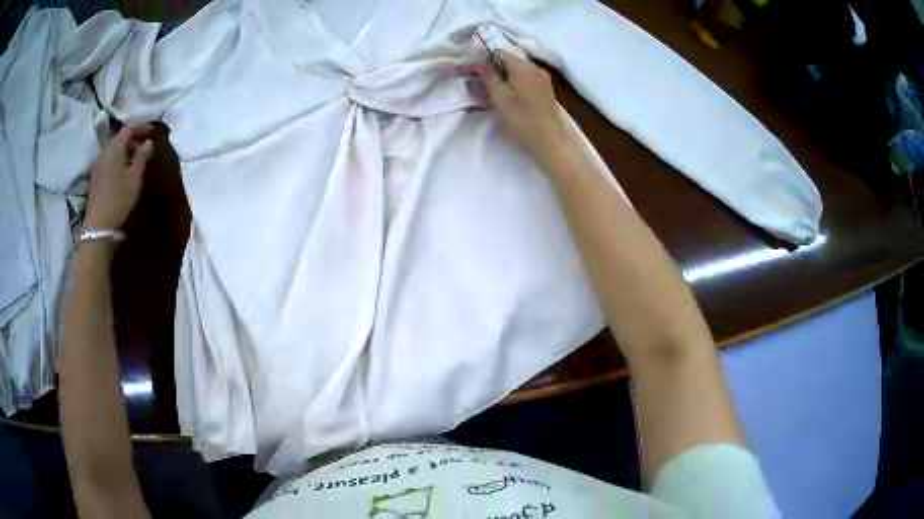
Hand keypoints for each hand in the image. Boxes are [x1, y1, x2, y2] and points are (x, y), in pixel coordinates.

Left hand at [83, 126, 154, 229]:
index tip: (151, 132)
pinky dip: (116, 162)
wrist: (99, 225)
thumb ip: (142, 156)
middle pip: (118, 140)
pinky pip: (107, 162)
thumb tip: (148, 142)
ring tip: (132, 160)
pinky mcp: (94, 179)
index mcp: (115, 148)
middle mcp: (104, 152)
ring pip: (112, 152)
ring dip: (123, 152)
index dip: (140, 129)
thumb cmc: (120, 197)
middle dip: (131, 141)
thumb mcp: (135, 176)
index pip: (128, 130)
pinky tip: (121, 171)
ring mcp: (97, 166)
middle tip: (143, 148)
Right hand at [462, 52, 577, 168]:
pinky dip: (514, 86)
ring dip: (502, 80)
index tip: (474, 76)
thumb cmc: (521, 118)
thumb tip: (480, 62)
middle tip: (480, 89)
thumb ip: (488, 76)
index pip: (498, 53)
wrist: (549, 140)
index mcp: (522, 65)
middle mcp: (534, 67)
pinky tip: (508, 100)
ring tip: (492, 96)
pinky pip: (525, 81)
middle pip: (508, 62)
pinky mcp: (545, 91)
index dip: (483, 62)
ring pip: (516, 72)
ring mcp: (542, 79)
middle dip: (493, 72)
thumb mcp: (499, 96)